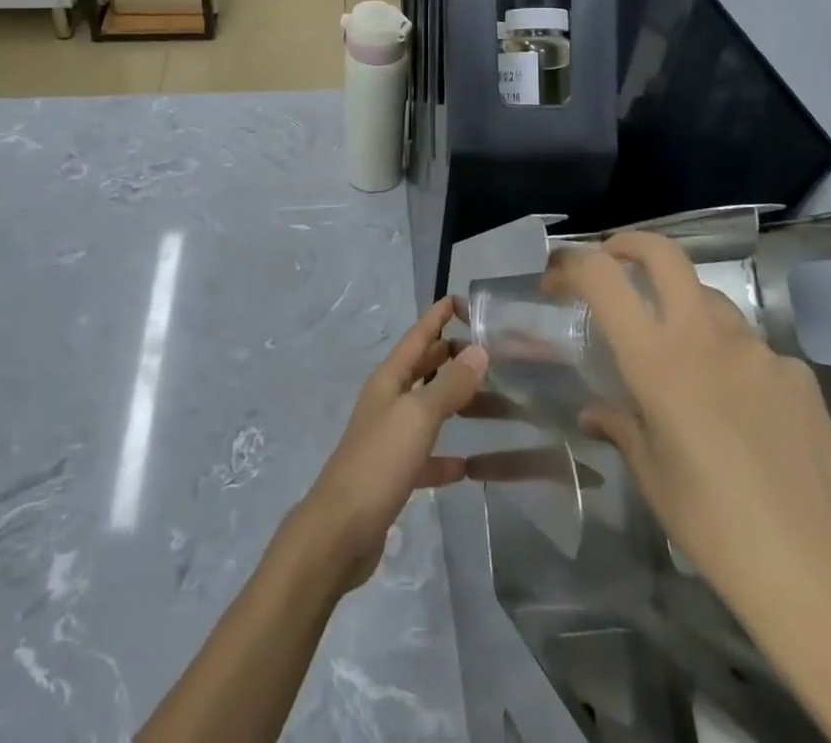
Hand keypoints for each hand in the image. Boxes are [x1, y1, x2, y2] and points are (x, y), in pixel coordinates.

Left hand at [293, 295, 486, 592]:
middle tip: (487, 349)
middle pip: (422, 368)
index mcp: (389, 380)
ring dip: (454, 402)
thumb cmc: (378, 463)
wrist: (340, 532)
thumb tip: (478, 351)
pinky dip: (447, 456)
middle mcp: (387, 401)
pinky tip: (470, 466)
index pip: (417, 337)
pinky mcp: (393, 474)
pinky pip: (426, 455)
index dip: (437, 316)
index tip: (461, 299)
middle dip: (449, 355)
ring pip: (427, 409)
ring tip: (490, 400)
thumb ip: (449, 385)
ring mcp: (388, 438)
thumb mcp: (417, 417)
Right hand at [542, 232, 830, 613]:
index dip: (572, 263)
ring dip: (686, 309)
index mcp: (657, 357)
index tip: (557, 278)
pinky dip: (736, 362)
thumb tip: (595, 413)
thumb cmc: (710, 523)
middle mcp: (705, 335)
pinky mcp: (799, 374)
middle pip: (664, 253)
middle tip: (614, 262)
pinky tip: (744, 410)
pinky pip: (755, 350)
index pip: (602, 277)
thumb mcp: (651, 474)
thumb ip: (620, 426)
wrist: (812, 571)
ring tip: (684, 356)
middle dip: (630, 245)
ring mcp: (759, 350)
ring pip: (712, 299)